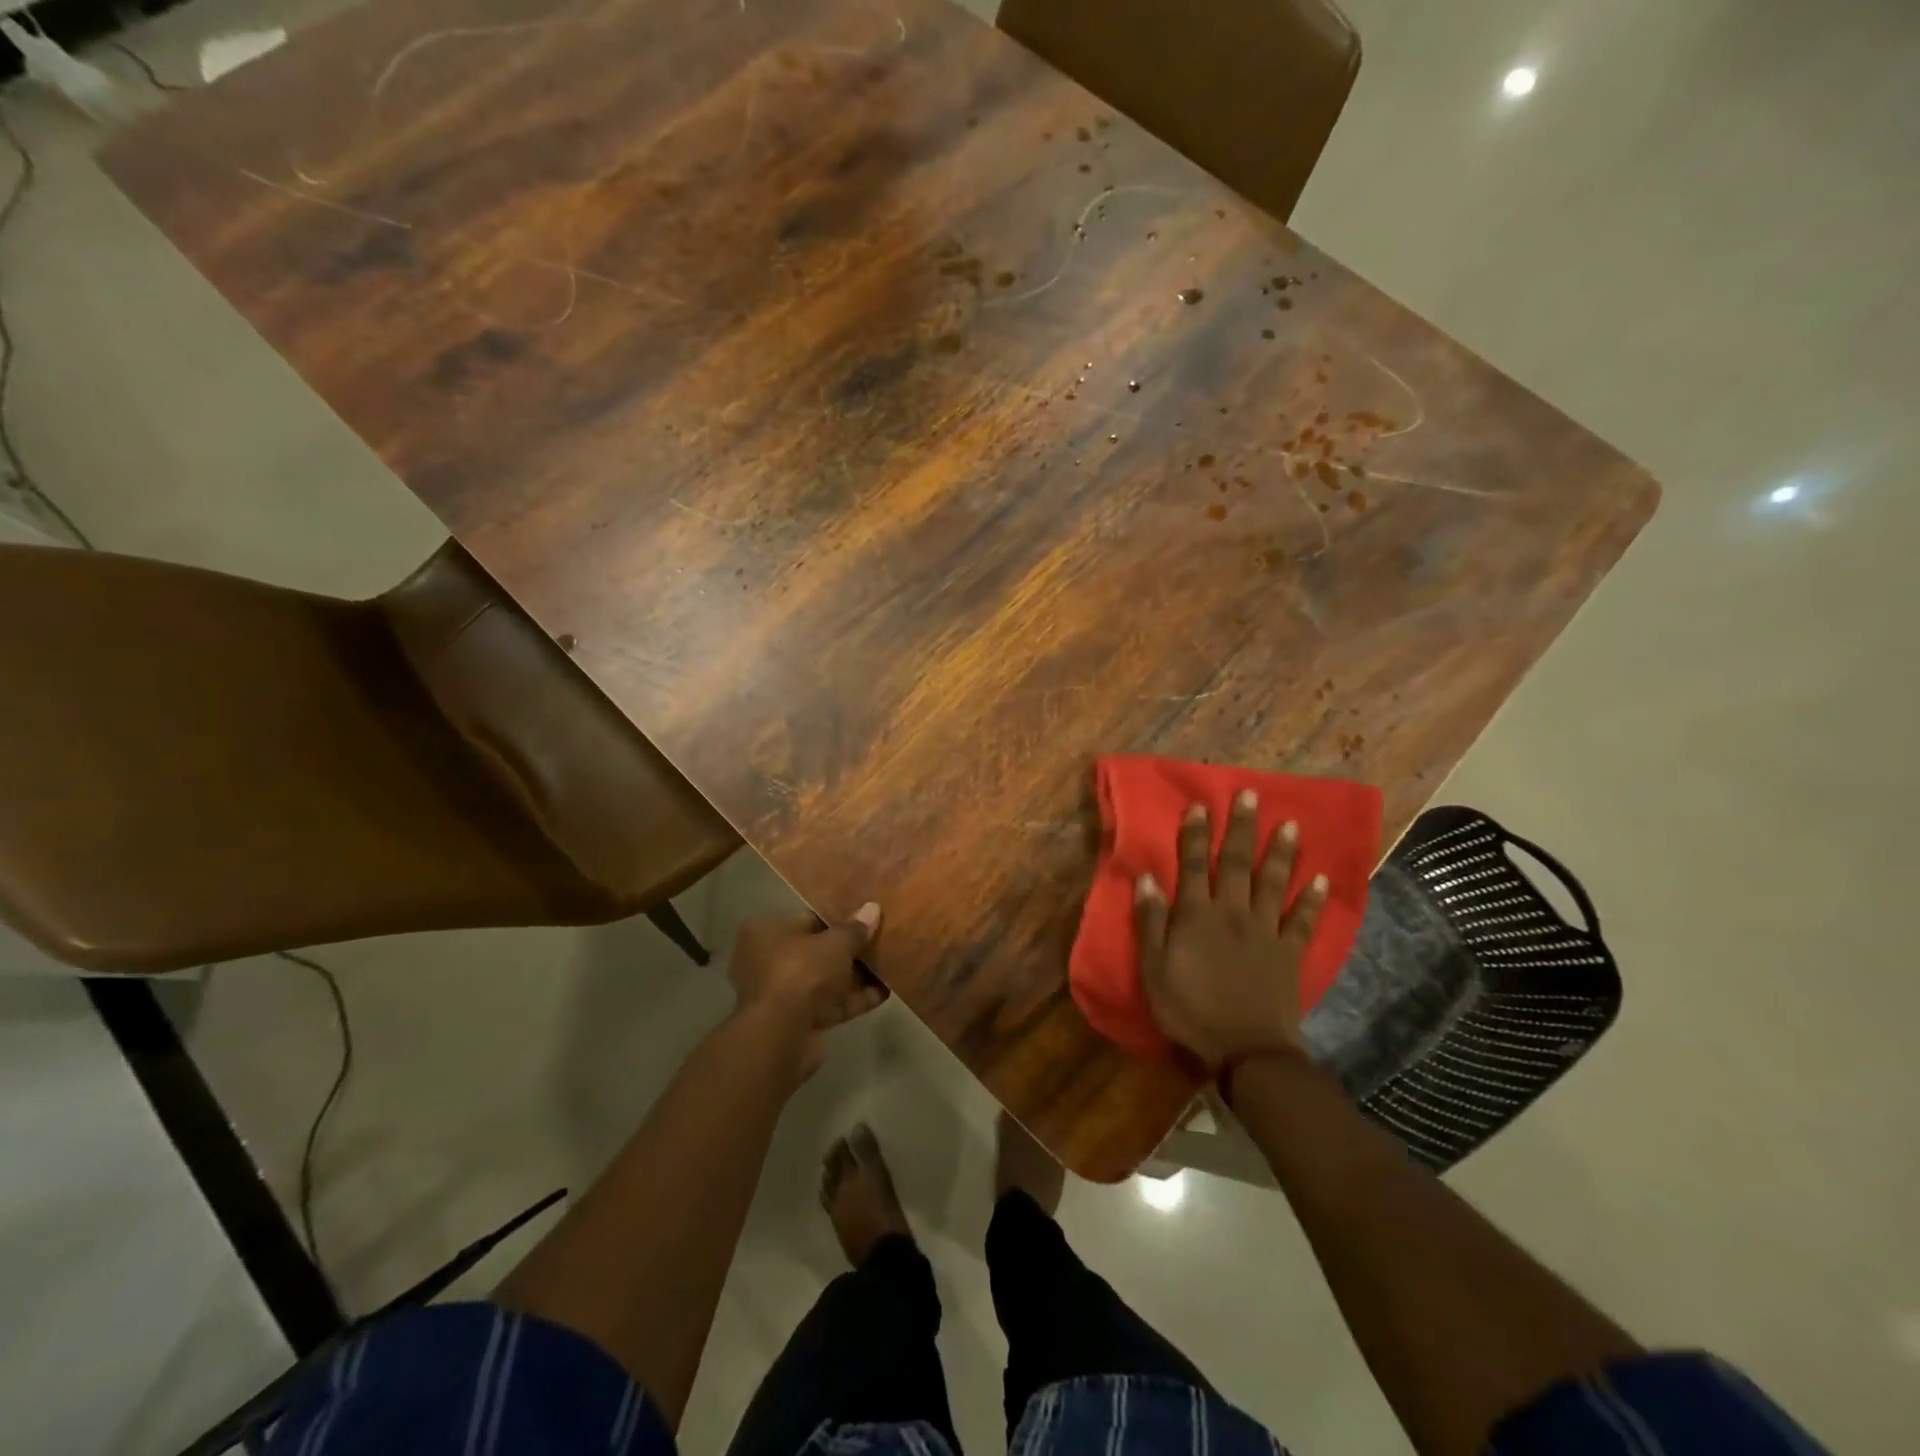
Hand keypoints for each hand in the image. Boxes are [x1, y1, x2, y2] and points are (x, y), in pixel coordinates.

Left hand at [728, 905, 887, 1079]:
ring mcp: (782, 994)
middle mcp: (768, 961)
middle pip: (817, 951)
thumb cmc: (802, 972)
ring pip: (825, 980)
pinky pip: (830, 1005)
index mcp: (767, 932)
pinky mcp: (797, 1022)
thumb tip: (872, 909)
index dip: (838, 919)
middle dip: (848, 949)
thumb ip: (855, 928)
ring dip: (855, 976)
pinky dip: (854, 999)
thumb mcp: (835, 943)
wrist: (783, 1035)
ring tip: (889, 964)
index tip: (865, 918)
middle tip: (880, 940)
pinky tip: (885, 992)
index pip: (807, 919)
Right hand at [1134, 791, 1328, 1068]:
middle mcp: (1233, 913)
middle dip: (1242, 828)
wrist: (1245, 1050)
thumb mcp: (1154, 969)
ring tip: (1290, 823)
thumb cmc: (1189, 1010)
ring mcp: (1265, 931)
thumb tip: (1147, 878)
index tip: (1200, 805)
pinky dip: (1314, 900)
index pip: (1194, 864)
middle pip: (1237, 863)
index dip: (1195, 834)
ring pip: (1274, 883)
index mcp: (1196, 916)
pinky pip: (1303, 921)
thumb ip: (1150, 923)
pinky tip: (1321, 879)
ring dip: (1282, 852)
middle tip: (1251, 795)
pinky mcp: (1289, 953)